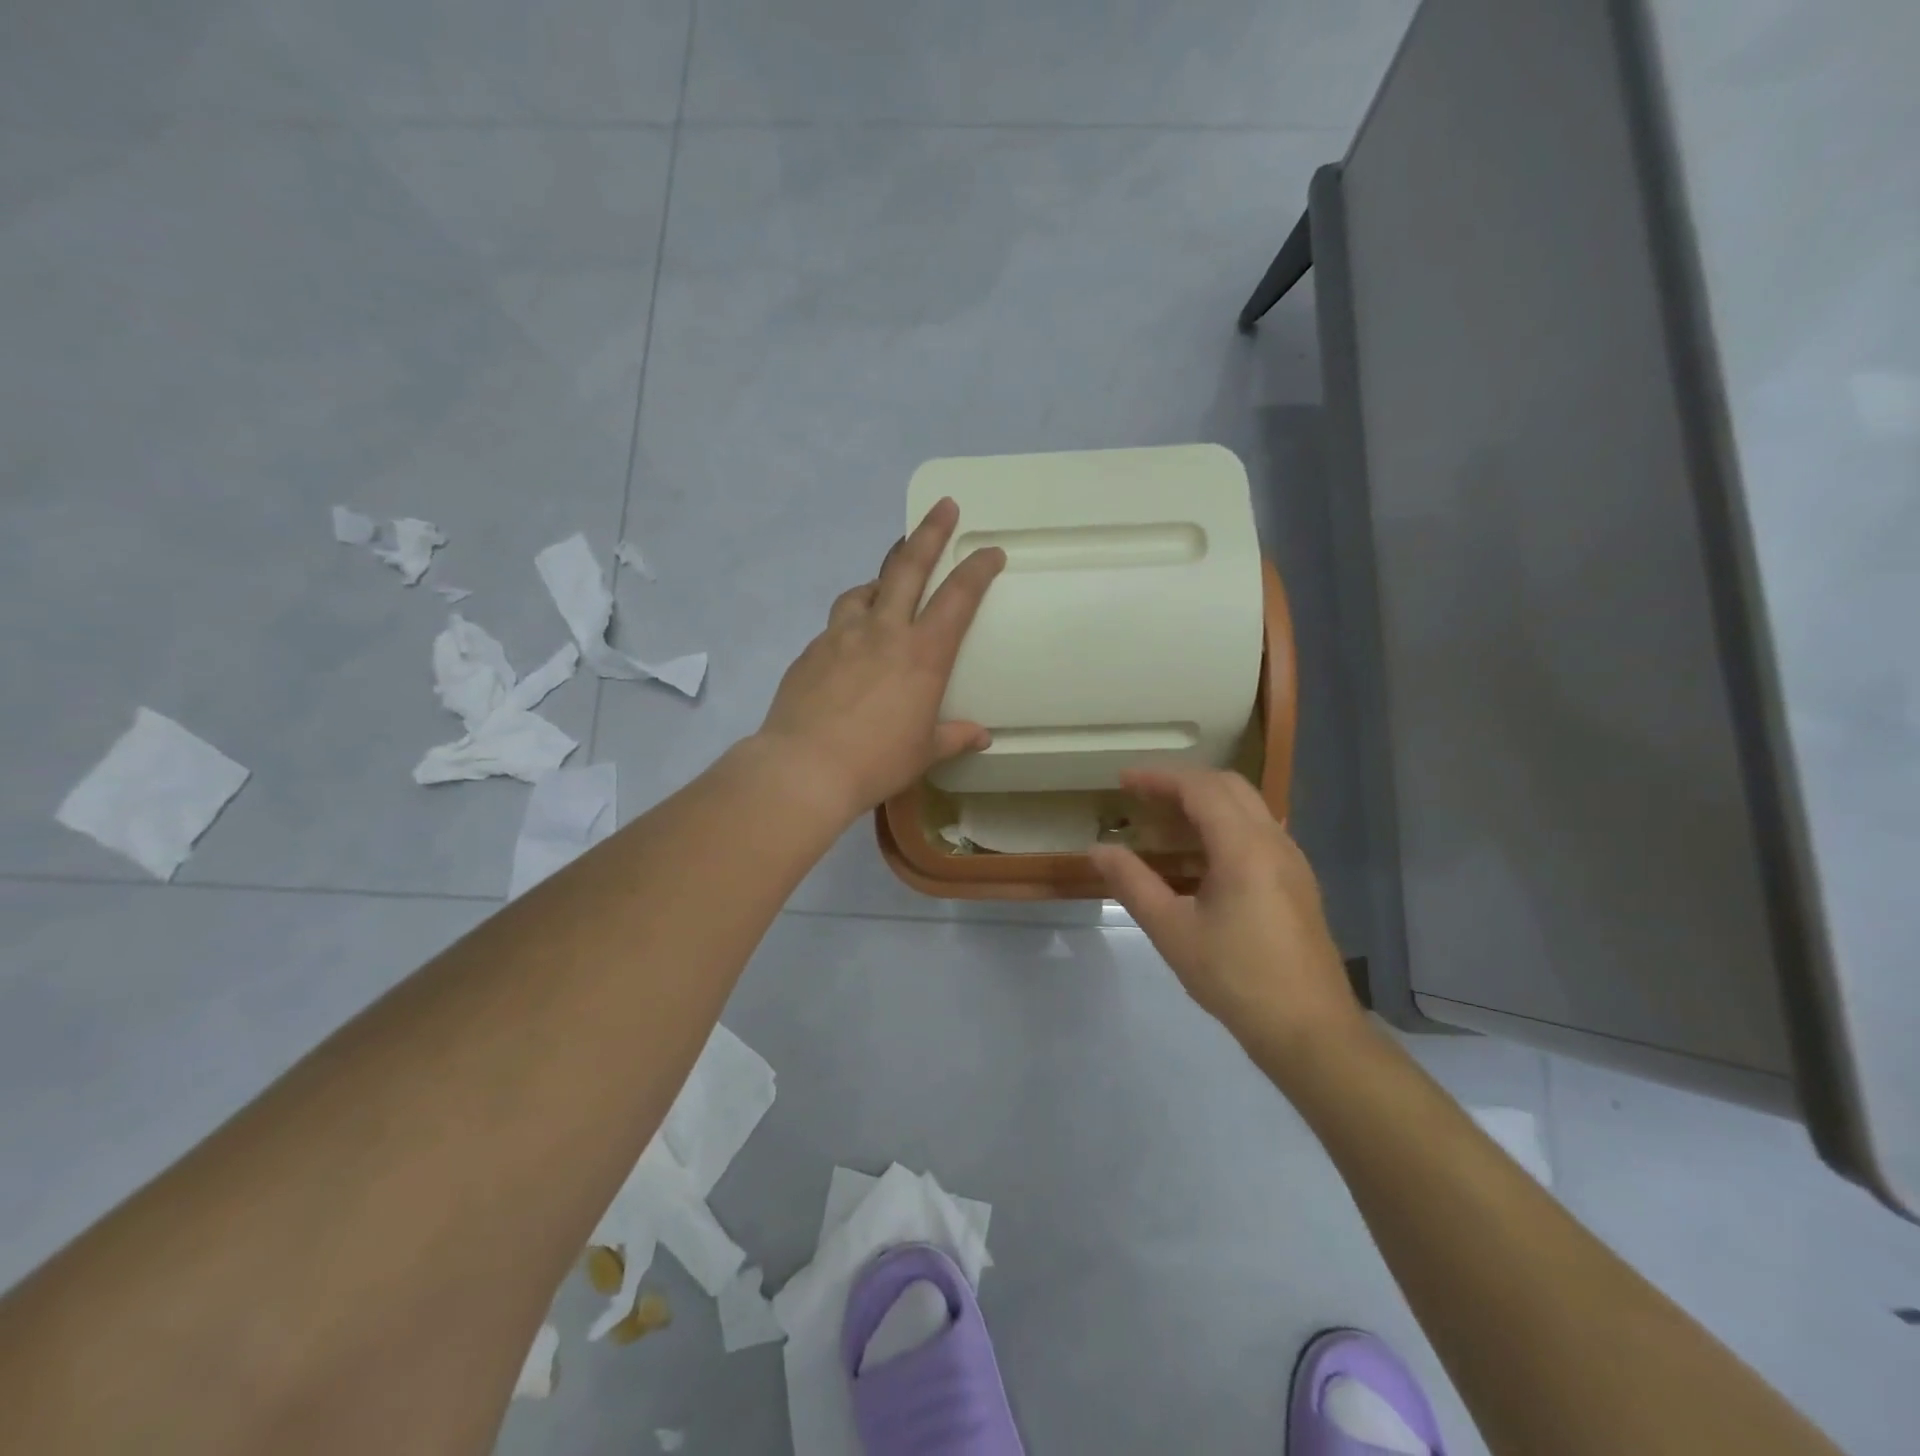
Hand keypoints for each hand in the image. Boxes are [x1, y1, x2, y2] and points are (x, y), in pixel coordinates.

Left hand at [755, 498, 1005, 824]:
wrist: (804, 768)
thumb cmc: (876, 761)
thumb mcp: (924, 752)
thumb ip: (954, 736)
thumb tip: (980, 736)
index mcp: (922, 654)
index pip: (958, 597)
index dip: (977, 569)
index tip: (990, 550)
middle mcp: (884, 631)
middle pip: (908, 566)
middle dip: (930, 532)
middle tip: (944, 507)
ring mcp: (842, 635)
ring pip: (866, 589)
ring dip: (882, 577)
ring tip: (888, 583)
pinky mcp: (811, 650)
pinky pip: (837, 622)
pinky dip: (852, 619)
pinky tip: (851, 641)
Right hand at [1089, 768, 1363, 1059]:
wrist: (1310, 1031)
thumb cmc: (1236, 978)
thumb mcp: (1172, 931)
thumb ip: (1133, 883)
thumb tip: (1098, 849)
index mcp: (1244, 847)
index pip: (1200, 788)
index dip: (1159, 778)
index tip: (1123, 781)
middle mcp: (1274, 842)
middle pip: (1228, 786)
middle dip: (1183, 782)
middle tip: (1142, 796)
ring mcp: (1292, 861)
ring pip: (1247, 807)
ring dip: (1205, 802)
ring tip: (1164, 822)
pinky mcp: (1297, 883)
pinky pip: (1258, 832)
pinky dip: (1224, 825)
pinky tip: (1200, 857)